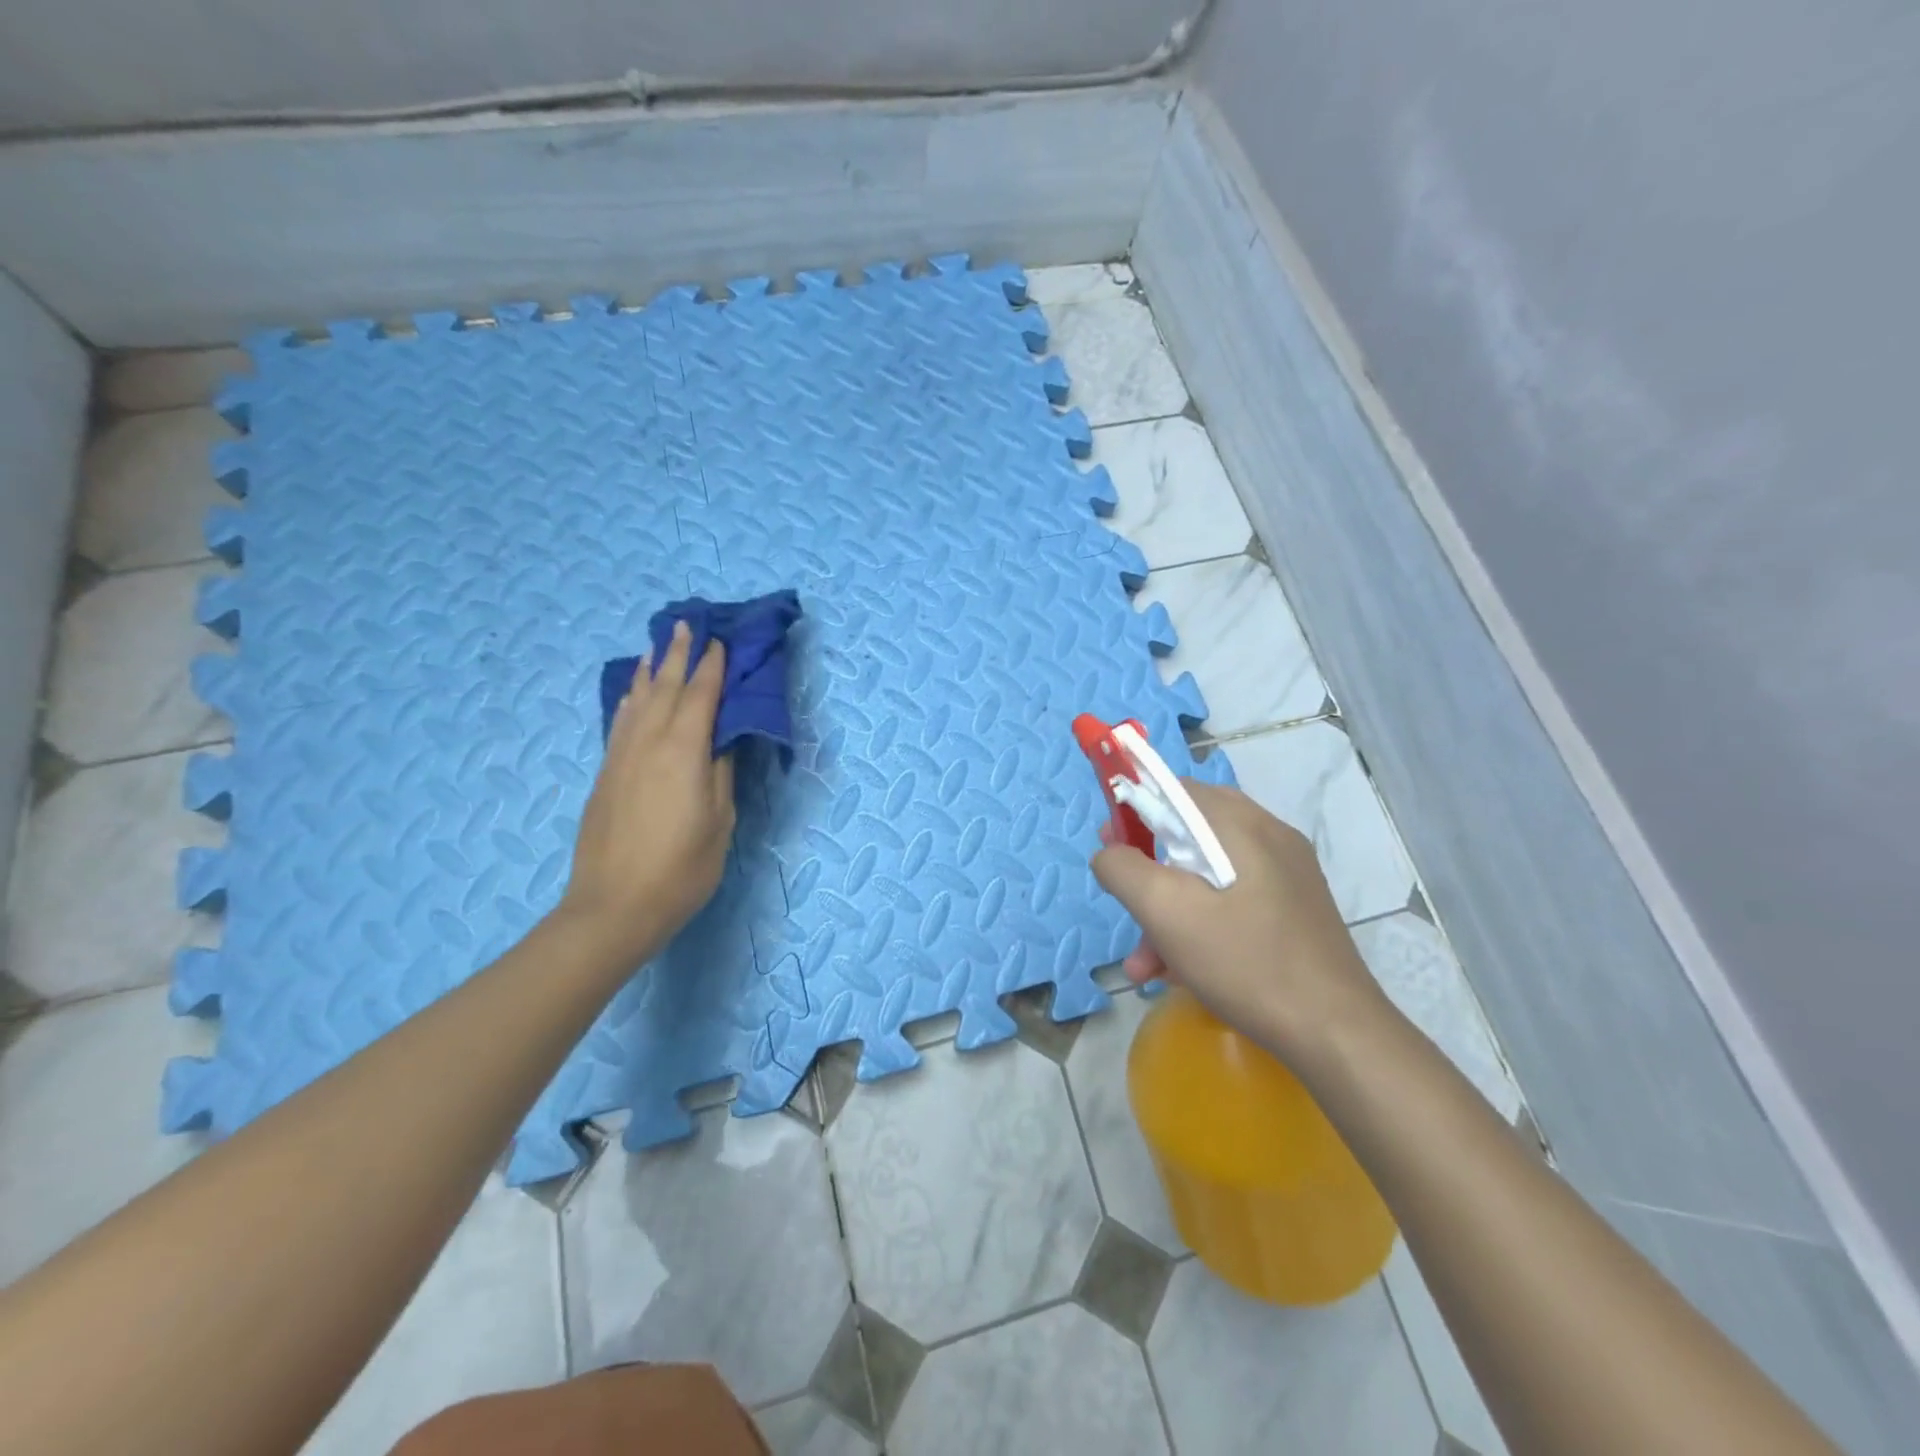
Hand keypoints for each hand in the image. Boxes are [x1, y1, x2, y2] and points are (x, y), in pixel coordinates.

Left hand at [558, 622, 735, 967]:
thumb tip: (722, 738)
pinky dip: (629, 699)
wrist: (614, 907)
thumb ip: (721, 773)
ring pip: (637, 700)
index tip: (720, 641)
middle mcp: (648, 743)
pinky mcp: (606, 774)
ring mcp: (621, 757)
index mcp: (683, 752)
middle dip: (677, 654)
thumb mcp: (719, 822)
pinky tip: (632, 692)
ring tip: (658, 646)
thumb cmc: (681, 869)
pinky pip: (620, 721)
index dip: (711, 667)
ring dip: (650, 670)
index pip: (700, 697)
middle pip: (665, 688)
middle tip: (685, 623)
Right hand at [1090, 781, 1388, 1062]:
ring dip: (1169, 911)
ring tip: (1144, 964)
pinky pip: (1232, 900)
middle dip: (1149, 872)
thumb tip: (1109, 853)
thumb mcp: (1167, 911)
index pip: (1176, 790)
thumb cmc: (1245, 961)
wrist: (1336, 1033)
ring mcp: (1286, 874)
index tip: (1109, 844)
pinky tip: (1179, 973)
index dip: (1134, 809)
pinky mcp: (1293, 909)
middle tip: (1125, 901)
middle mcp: (1269, 837)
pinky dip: (1200, 924)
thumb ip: (1123, 870)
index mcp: (1242, 825)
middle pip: (1190, 835)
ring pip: (1208, 875)